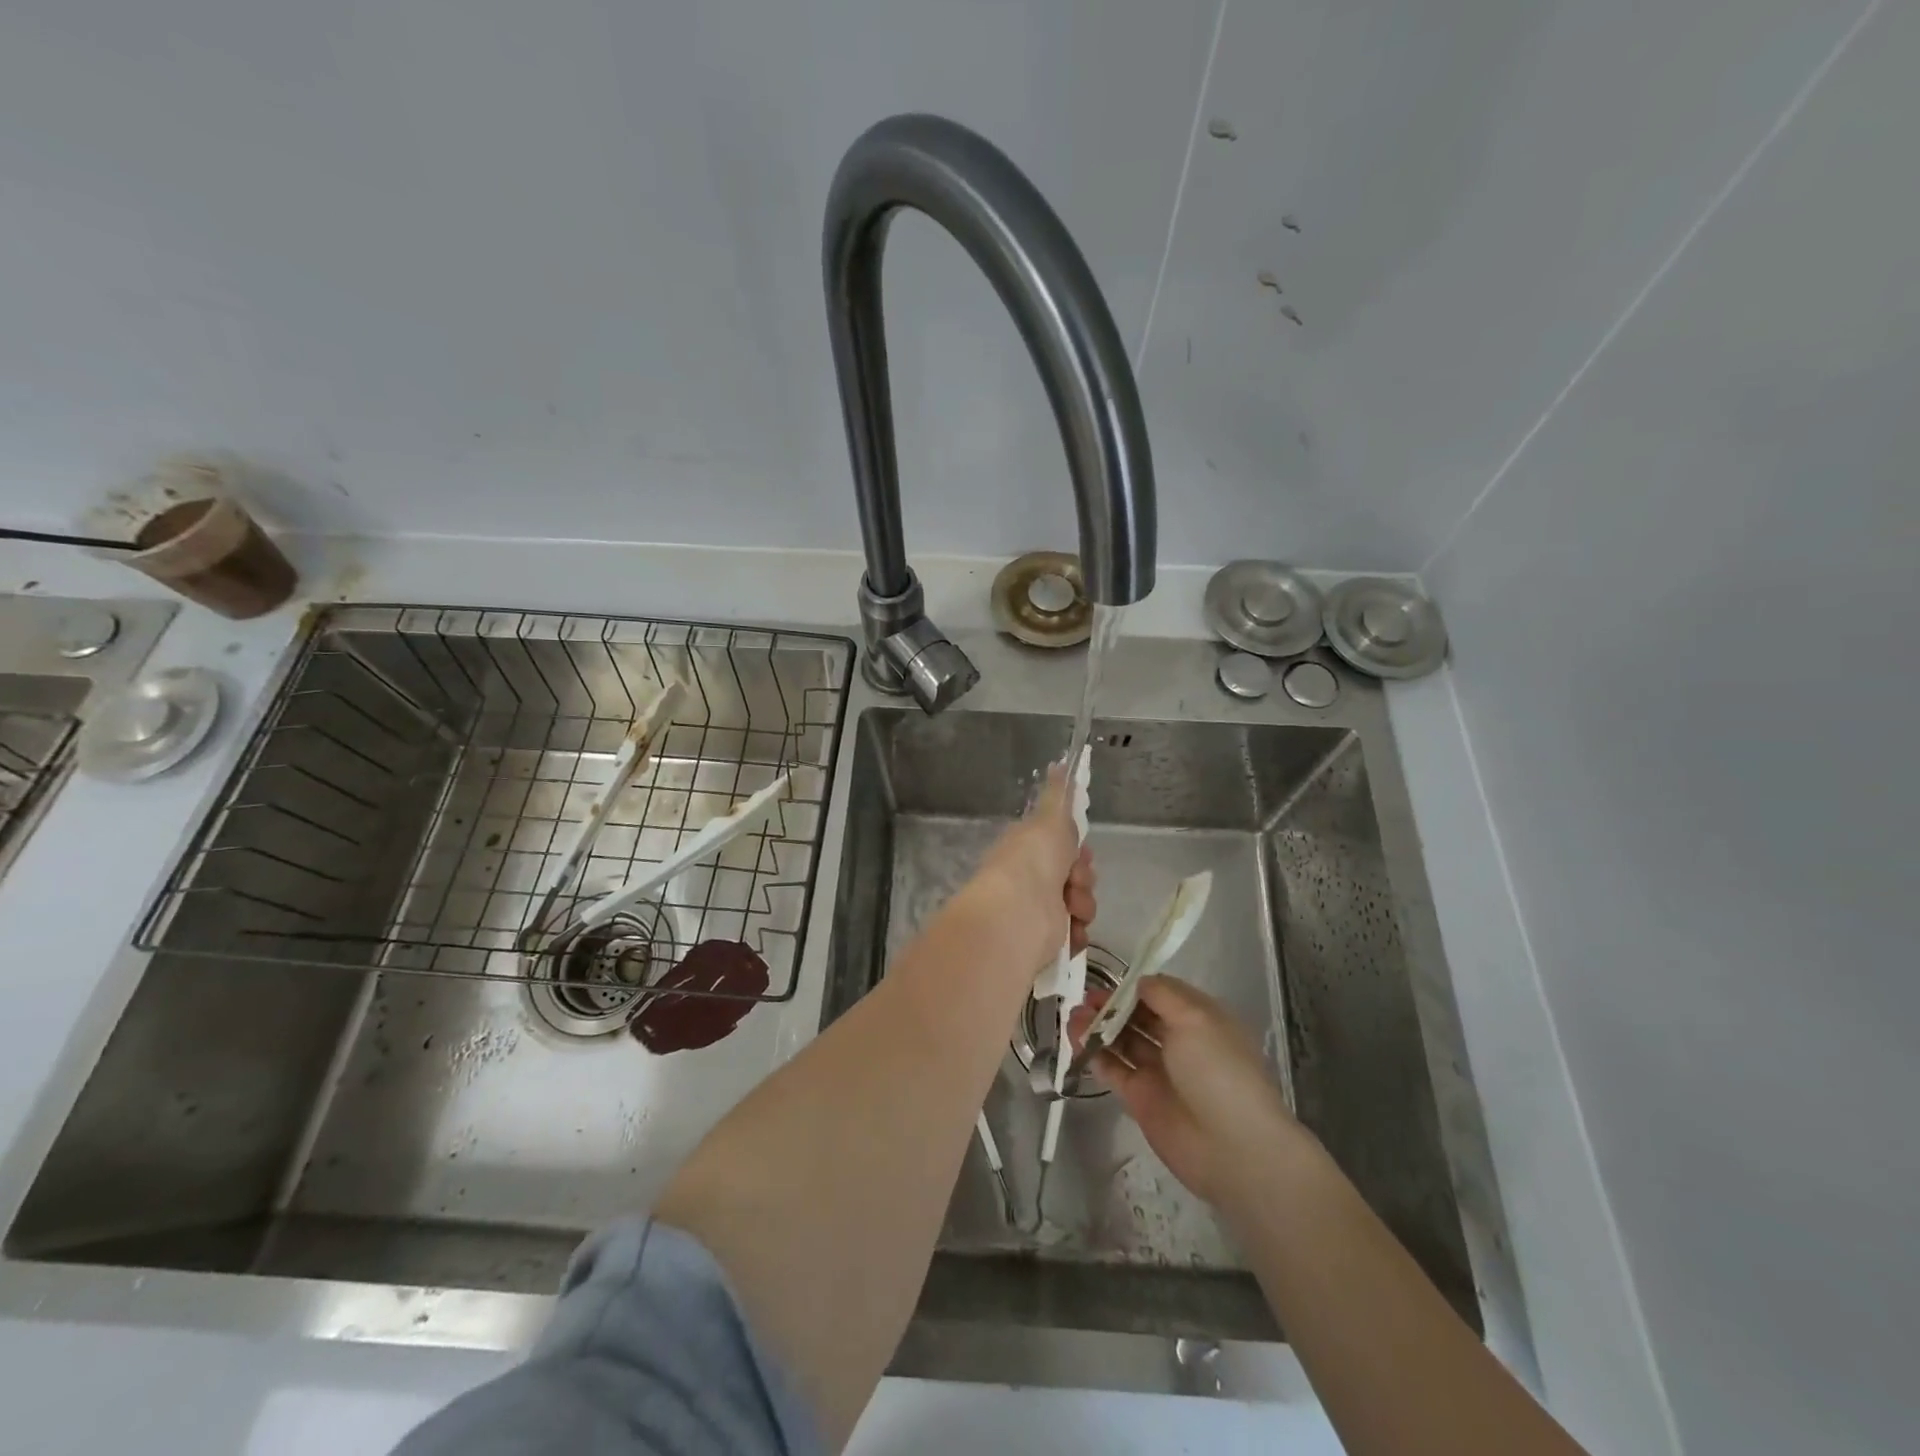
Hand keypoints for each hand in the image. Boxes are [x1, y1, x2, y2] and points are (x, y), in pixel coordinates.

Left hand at [960, 764, 1095, 973]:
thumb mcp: (1050, 817)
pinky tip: (1072, 930)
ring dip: (1083, 904)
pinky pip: (1077, 932)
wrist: (1019, 911)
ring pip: (1082, 902)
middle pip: (1077, 874)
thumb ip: (1059, 793)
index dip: (1077, 848)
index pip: (1064, 846)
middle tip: (1074, 878)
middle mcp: (1033, 878)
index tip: (1080, 850)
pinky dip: (1079, 932)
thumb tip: (1060, 762)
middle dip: (1083, 876)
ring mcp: (1040, 909)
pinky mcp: (1048, 938)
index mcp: (1029, 849)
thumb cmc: (1034, 859)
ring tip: (1071, 907)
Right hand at [1068, 975, 1305, 1206]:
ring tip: (1072, 1018)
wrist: (1232, 1147)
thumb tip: (1138, 982)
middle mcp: (1178, 1042)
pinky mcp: (1140, 1098)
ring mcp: (1158, 1071)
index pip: (1161, 993)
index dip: (1134, 985)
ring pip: (1122, 1041)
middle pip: (1138, 1016)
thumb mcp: (1195, 1018)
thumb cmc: (1218, 1070)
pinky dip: (1095, 1055)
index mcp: (1198, 1019)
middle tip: (1084, 999)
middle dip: (1111, 1005)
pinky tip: (1076, 1042)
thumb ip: (1162, 994)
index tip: (1108, 979)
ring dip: (1098, 1027)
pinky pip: (1114, 1070)